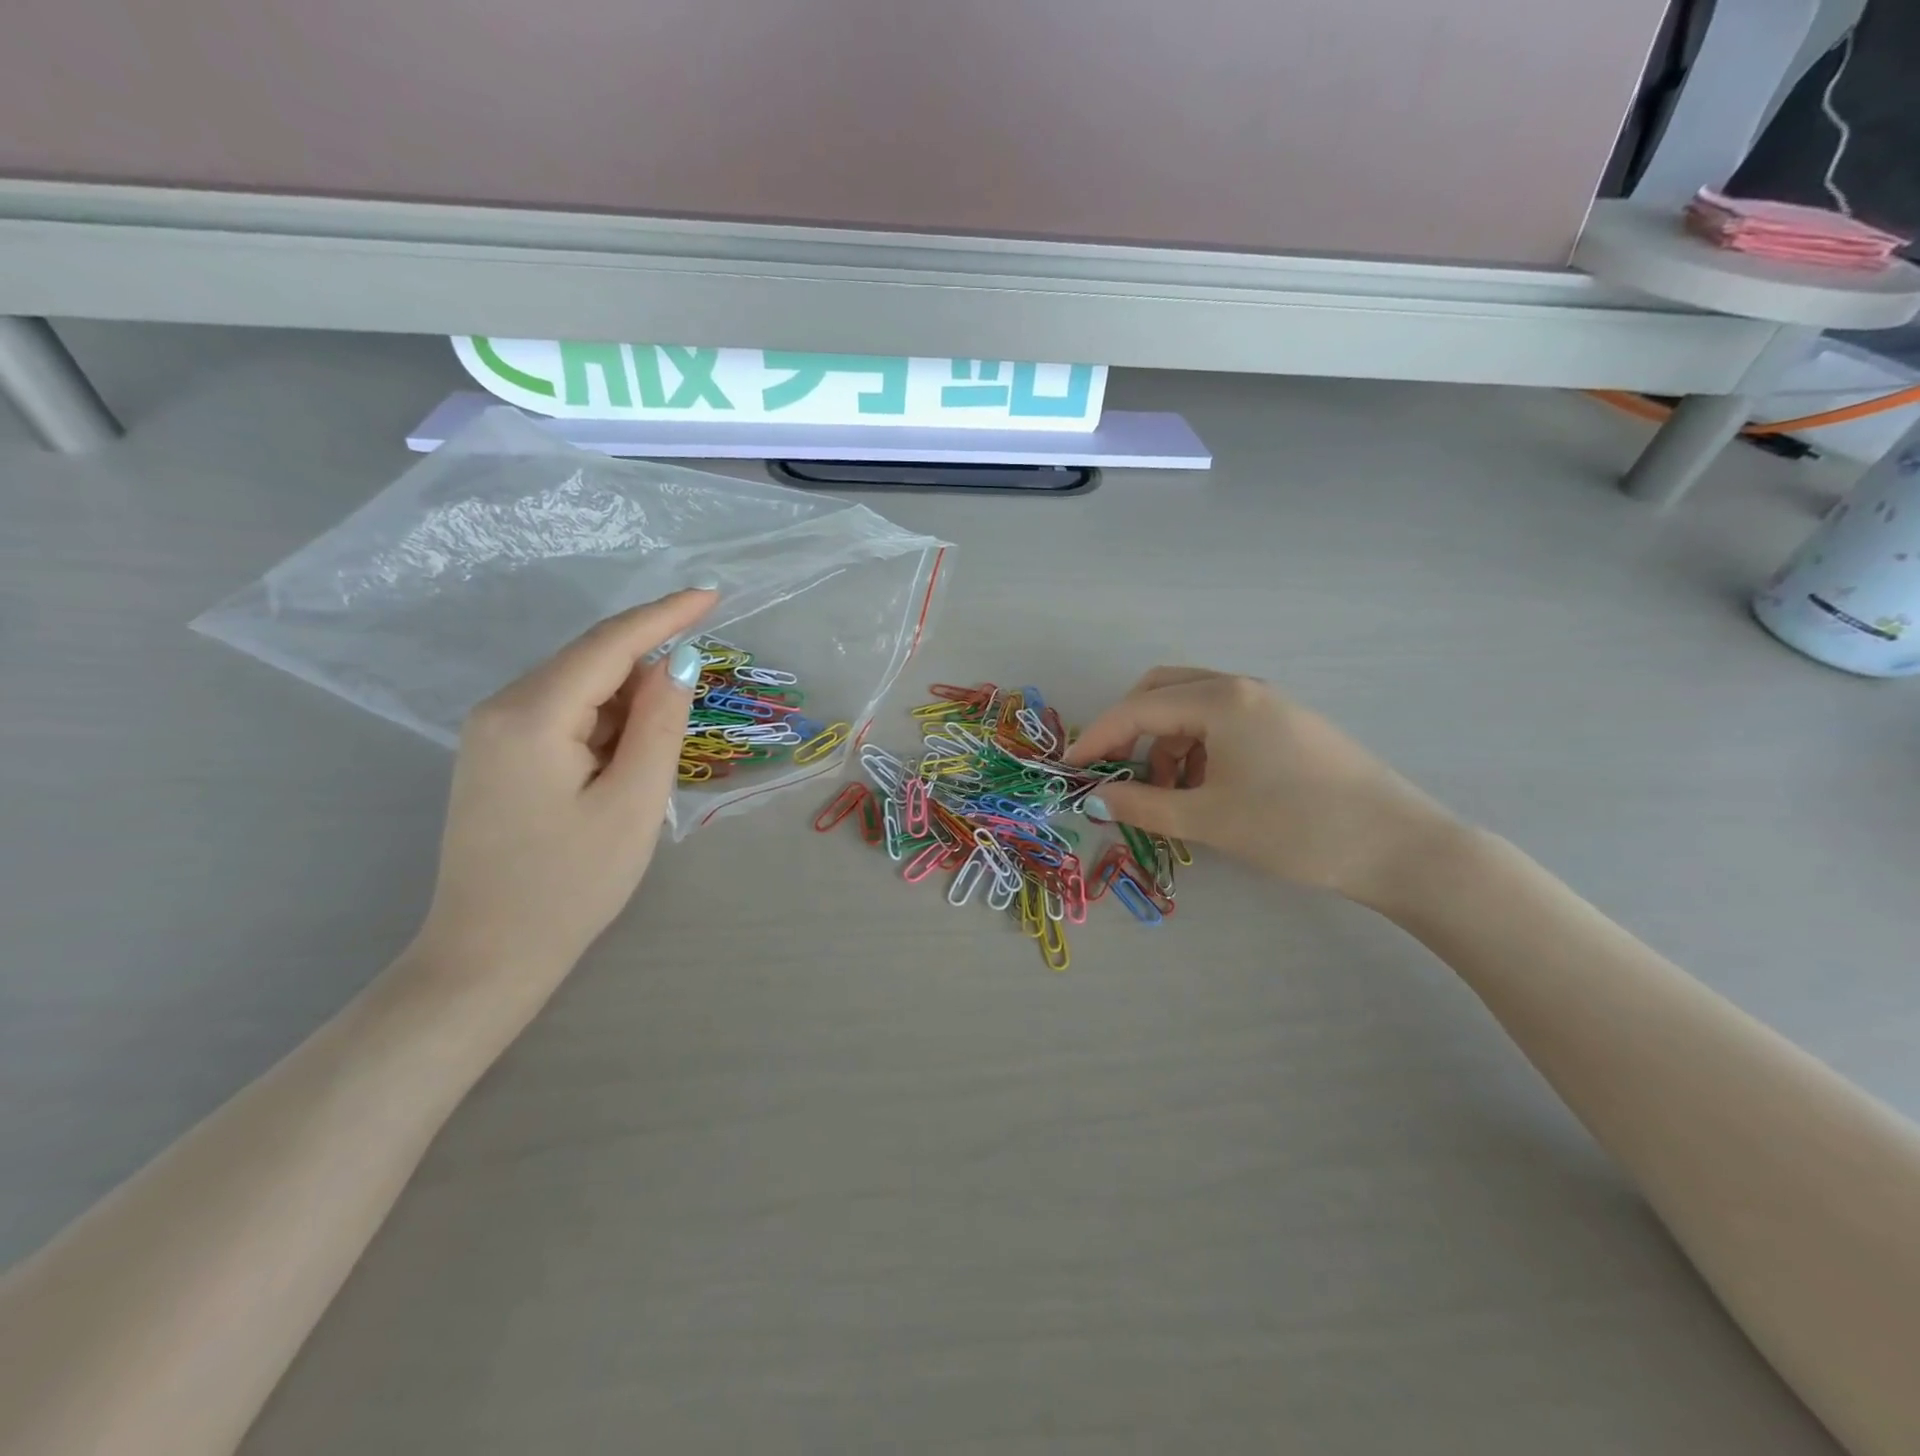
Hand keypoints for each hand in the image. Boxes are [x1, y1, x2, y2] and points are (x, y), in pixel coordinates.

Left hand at [416, 590, 714, 983]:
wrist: (488, 954)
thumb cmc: (571, 885)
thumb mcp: (634, 803)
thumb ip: (660, 724)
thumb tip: (680, 661)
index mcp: (532, 716)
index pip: (609, 644)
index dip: (664, 615)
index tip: (712, 595)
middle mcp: (500, 709)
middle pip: (590, 660)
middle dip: (650, 659)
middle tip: (704, 677)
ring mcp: (490, 731)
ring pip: (577, 687)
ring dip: (629, 696)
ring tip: (666, 736)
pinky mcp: (495, 754)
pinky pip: (561, 713)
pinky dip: (605, 718)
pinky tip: (628, 750)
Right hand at [1065, 667, 1455, 905]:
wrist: (1399, 847)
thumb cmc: (1296, 827)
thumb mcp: (1209, 819)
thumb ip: (1142, 805)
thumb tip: (1094, 798)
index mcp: (1220, 699)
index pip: (1136, 709)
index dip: (1096, 739)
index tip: (1068, 769)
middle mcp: (1242, 688)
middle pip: (1162, 691)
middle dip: (1128, 729)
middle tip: (1114, 772)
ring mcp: (1269, 704)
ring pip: (1192, 708)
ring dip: (1163, 743)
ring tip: (1163, 795)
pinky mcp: (1286, 725)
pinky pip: (1222, 723)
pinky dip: (1195, 749)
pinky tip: (1202, 789)